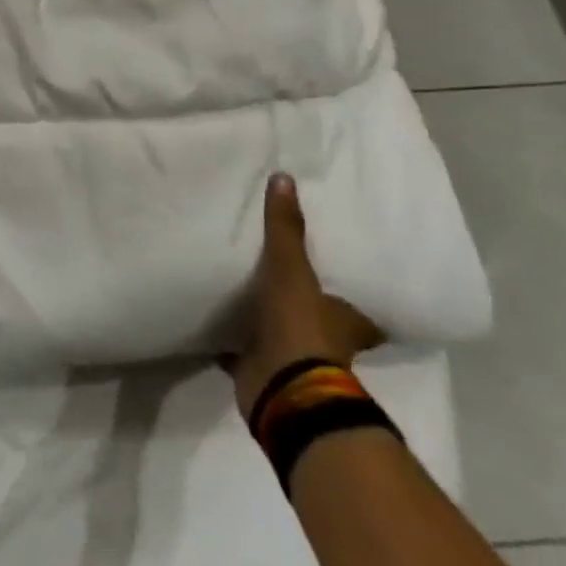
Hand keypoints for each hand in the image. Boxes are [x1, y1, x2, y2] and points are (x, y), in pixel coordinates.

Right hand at [226, 174, 385, 420]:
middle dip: (300, 301)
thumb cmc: (300, 326)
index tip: (336, 273)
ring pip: (277, 330)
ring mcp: (290, 357)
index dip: (347, 290)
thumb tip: (284, 178)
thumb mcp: (292, 269)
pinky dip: (230, 339)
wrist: (282, 387)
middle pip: (315, 316)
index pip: (355, 303)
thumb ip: (285, 228)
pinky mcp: (258, 369)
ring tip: (240, 289)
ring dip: (263, 318)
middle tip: (279, 273)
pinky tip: (210, 319)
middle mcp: (323, 340)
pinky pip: (241, 348)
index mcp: (343, 320)